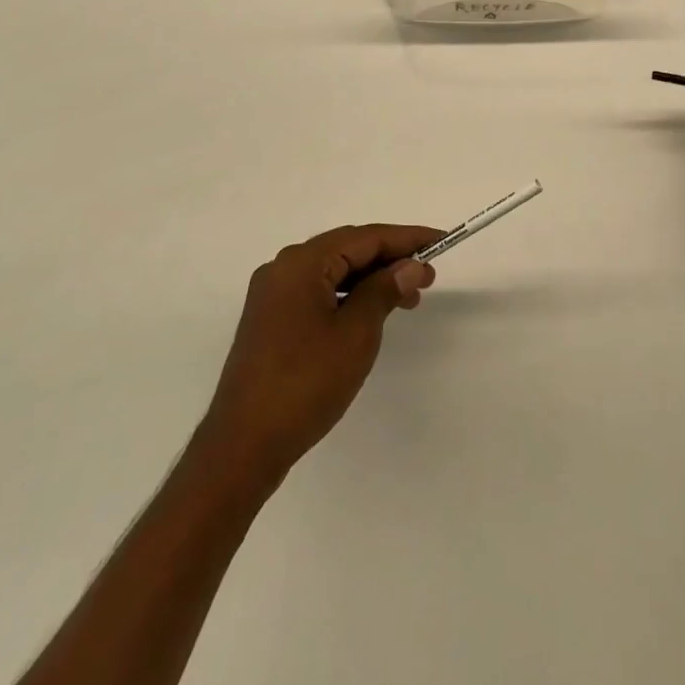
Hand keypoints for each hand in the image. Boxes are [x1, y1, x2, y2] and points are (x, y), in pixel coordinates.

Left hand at [204, 223, 440, 482]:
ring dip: (373, 280)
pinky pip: (320, 292)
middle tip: (428, 277)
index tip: (441, 242)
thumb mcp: (356, 333)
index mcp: (301, 263)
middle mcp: (283, 269)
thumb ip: (385, 290)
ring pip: (335, 272)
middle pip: (348, 249)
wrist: (243, 447)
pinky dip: (350, 296)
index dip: (407, 238)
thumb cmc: (305, 383)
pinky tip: (372, 313)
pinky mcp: (272, 321)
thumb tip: (410, 265)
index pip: (365, 237)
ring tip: (408, 298)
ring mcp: (274, 296)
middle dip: (391, 259)